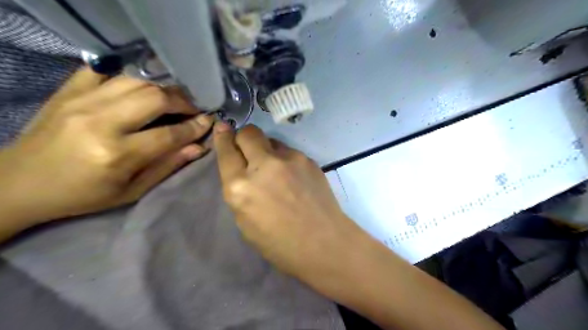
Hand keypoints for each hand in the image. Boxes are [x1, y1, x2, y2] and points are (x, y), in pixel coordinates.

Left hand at [0, 68, 213, 224]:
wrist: (20, 182)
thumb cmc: (83, 195)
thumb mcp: (132, 191)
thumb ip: (168, 166)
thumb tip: (200, 147)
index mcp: (117, 154)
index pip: (170, 134)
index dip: (195, 127)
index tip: (209, 121)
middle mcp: (100, 122)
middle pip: (156, 98)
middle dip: (183, 102)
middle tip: (193, 109)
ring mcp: (81, 101)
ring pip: (136, 81)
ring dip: (161, 89)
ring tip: (171, 101)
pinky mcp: (67, 91)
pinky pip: (105, 71)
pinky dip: (128, 76)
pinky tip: (139, 88)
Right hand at [214, 124, 366, 286]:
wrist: (324, 243)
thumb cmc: (280, 244)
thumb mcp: (245, 222)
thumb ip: (240, 191)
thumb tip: (243, 170)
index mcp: (240, 187)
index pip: (226, 151)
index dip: (223, 137)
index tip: (222, 127)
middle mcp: (264, 166)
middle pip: (249, 133)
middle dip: (244, 137)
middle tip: (249, 150)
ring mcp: (289, 159)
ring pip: (271, 140)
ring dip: (267, 150)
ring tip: (276, 171)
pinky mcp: (308, 159)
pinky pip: (289, 152)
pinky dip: (285, 160)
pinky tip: (294, 178)